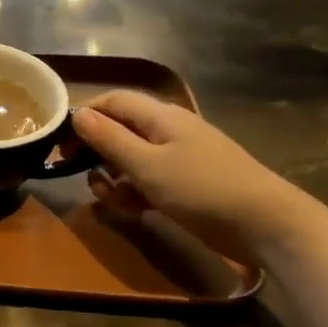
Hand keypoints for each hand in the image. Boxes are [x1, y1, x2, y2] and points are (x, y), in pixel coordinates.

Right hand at [70, 91, 320, 264]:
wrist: (267, 225)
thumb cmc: (202, 189)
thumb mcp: (146, 165)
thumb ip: (108, 139)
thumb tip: (77, 114)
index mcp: (161, 116)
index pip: (111, 101)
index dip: (83, 116)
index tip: (61, 144)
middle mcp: (169, 130)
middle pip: (119, 130)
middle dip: (96, 152)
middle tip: (79, 175)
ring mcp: (180, 157)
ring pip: (131, 158)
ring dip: (113, 177)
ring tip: (111, 200)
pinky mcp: (187, 183)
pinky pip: (149, 179)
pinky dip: (135, 191)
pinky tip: (134, 210)